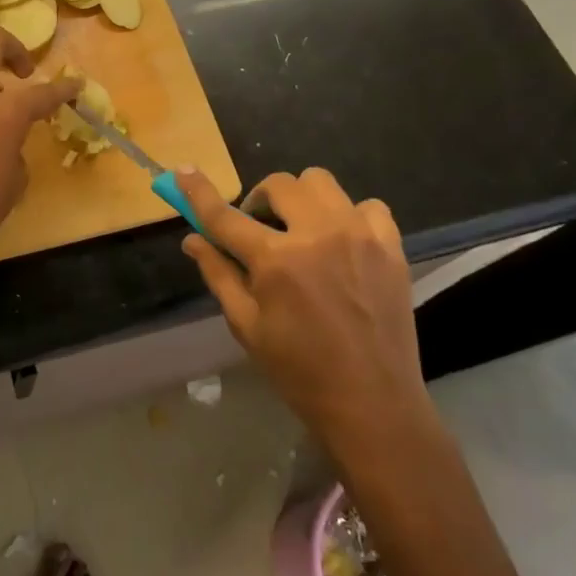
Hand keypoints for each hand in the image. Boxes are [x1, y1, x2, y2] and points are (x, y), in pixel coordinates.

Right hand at [175, 167, 429, 448]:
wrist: (373, 404)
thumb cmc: (299, 370)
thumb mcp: (246, 325)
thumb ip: (218, 274)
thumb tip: (192, 239)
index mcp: (276, 260)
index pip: (224, 215)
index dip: (199, 191)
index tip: (184, 171)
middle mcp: (318, 234)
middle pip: (278, 184)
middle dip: (260, 201)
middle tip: (260, 231)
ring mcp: (359, 235)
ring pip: (320, 182)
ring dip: (301, 199)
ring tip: (302, 232)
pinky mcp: (391, 246)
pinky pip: (367, 205)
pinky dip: (348, 216)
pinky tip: (343, 243)